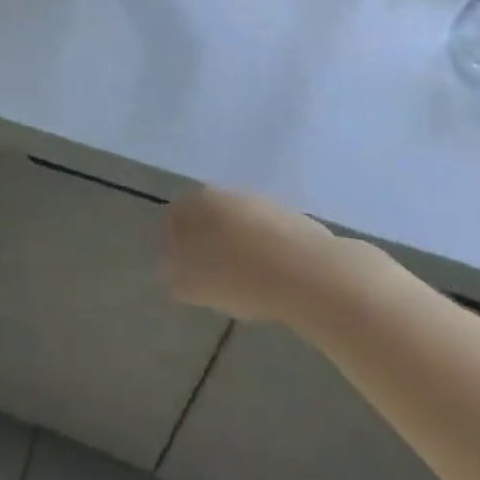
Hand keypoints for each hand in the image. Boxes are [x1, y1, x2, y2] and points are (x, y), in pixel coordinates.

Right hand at [163, 185, 373, 326]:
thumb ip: (175, 276)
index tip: (177, 267)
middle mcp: (230, 194)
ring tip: (240, 282)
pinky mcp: (297, 223)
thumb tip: (167, 271)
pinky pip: (269, 238)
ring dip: (236, 247)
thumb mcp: (194, 284)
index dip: (172, 240)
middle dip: (205, 241)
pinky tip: (270, 280)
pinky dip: (264, 254)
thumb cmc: (240, 276)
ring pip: (241, 225)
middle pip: (209, 215)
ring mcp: (266, 205)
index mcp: (200, 201)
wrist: (312, 275)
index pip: (176, 213)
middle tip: (206, 274)